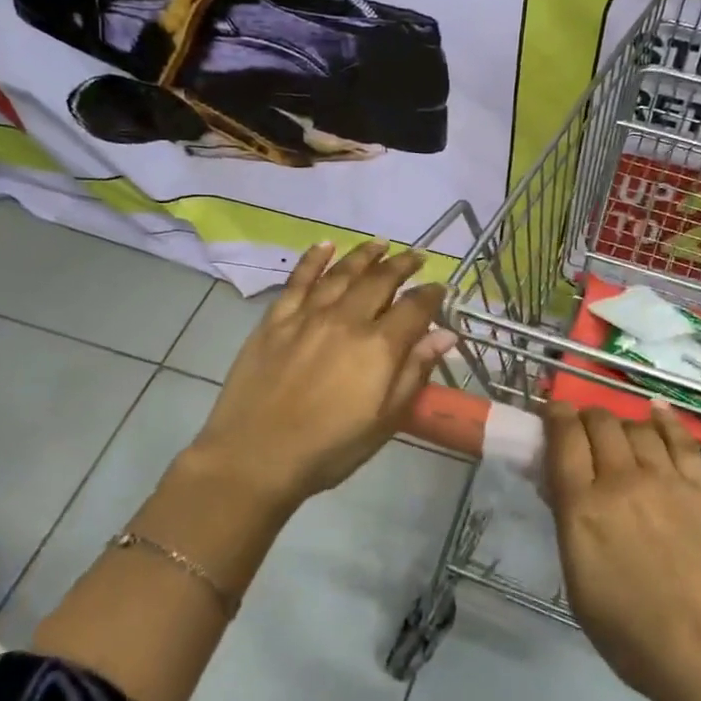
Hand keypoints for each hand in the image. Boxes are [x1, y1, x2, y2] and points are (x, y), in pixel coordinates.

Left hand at [186, 240, 455, 512]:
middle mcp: (346, 320)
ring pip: (342, 273)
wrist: (254, 457)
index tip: (441, 288)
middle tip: (416, 256)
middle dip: (402, 265)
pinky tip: (324, 246)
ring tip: (380, 243)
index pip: (414, 308)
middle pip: (380, 281)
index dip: (431, 295)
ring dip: (364, 255)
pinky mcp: (275, 320)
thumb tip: (445, 335)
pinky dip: (313, 259)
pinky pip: (298, 280)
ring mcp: (308, 316)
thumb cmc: (329, 448)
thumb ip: (414, 372)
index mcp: (378, 347)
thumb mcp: (385, 421)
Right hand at [543, 401, 700, 700]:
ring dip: (622, 424)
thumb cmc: (634, 636)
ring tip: (621, 433)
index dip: (556, 417)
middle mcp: (621, 481)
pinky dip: (664, 421)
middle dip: (586, 417)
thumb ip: (571, 528)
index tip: (553, 412)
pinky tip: (657, 412)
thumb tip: (565, 492)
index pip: (563, 441)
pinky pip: (680, 440)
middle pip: (600, 424)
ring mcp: (667, 480)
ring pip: (637, 428)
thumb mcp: (580, 586)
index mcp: (583, 509)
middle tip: (584, 428)